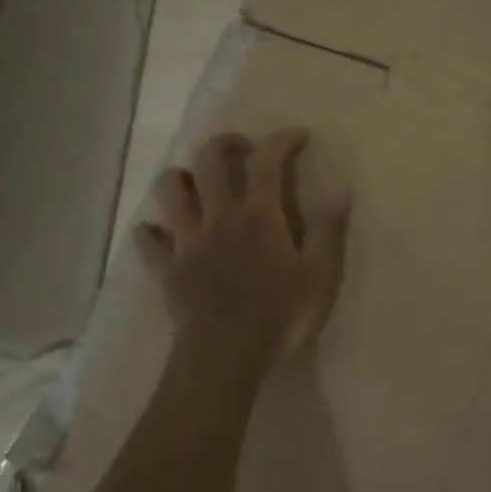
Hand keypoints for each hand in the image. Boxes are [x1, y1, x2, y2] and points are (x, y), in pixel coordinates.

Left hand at [135, 128, 351, 364]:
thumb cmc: (280, 315)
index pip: (267, 161)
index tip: (298, 135)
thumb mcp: (320, 275)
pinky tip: (161, 234)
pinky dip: (152, 232)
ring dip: (181, 177)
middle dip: (224, 143)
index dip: (281, 139)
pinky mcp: (166, 269)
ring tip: (197, 184)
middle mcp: (219, 217)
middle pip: (209, 162)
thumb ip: (329, 229)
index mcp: (259, 216)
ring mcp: (187, 242)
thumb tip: (342, 187)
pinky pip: (148, 241)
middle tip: (241, 147)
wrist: (225, 356)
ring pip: (170, 191)